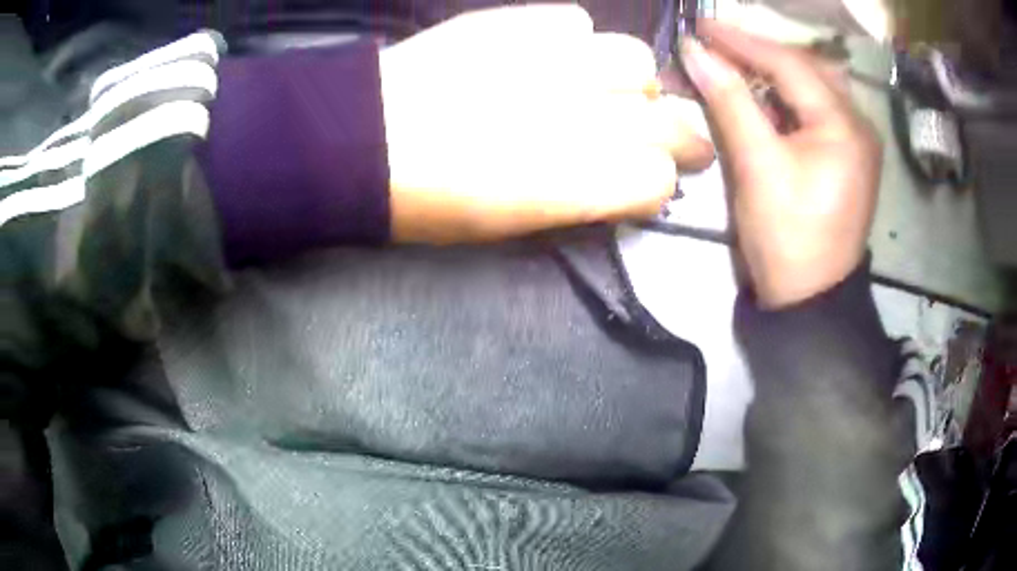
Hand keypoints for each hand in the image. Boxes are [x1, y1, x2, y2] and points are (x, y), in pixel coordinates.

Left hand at [380, 5, 714, 242]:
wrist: (360, 138)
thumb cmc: (428, 200)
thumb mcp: (510, 224)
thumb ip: (579, 200)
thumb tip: (624, 178)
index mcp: (571, 186)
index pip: (658, 179)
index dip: (657, 181)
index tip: (648, 180)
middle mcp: (578, 118)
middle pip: (668, 119)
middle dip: (679, 132)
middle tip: (668, 134)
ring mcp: (552, 61)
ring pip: (637, 60)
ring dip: (630, 78)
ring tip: (604, 85)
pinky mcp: (516, 23)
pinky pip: (578, 22)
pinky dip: (577, 41)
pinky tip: (553, 54)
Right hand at [682, 21, 881, 307]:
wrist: (811, 300)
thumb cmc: (787, 238)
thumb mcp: (757, 167)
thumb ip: (730, 102)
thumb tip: (695, 52)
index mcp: (844, 126)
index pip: (790, 64)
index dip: (743, 41)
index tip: (701, 26)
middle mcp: (859, 125)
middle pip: (806, 69)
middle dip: (759, 53)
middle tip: (716, 45)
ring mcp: (857, 141)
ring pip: (812, 87)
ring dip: (773, 72)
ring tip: (735, 64)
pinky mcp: (849, 156)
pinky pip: (817, 110)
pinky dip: (787, 98)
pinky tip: (764, 96)